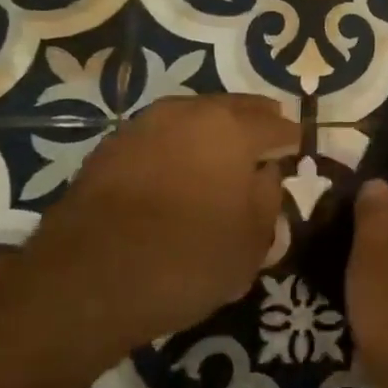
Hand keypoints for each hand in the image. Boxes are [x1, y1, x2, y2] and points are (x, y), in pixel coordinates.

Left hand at [17, 94, 296, 357]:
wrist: (88, 279)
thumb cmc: (188, 259)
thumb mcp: (252, 243)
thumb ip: (268, 199)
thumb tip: (265, 174)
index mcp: (233, 129)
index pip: (278, 128)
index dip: (292, 140)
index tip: (298, 151)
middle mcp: (191, 113)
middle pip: (235, 108)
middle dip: (255, 122)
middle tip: (266, 138)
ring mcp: (146, 124)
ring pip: (194, 117)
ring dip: (212, 130)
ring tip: (221, 155)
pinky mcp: (111, 146)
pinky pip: (161, 136)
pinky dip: (177, 146)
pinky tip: (178, 170)